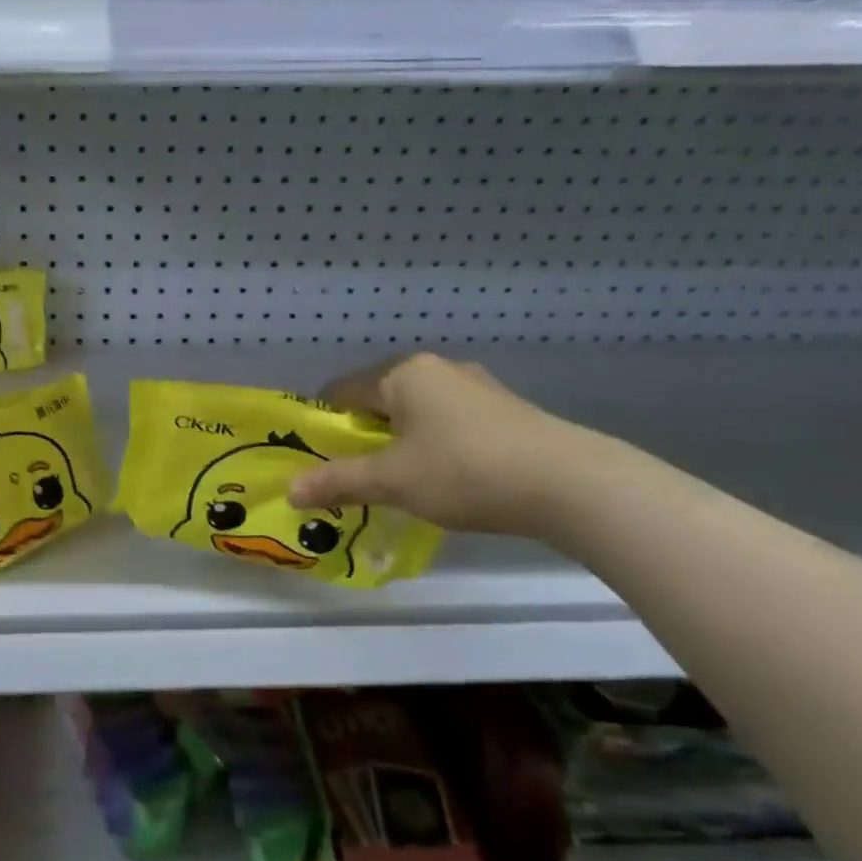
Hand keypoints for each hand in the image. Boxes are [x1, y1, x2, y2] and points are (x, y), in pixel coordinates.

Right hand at [286, 354, 599, 535]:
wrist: (571, 485)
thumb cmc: (465, 471)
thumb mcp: (392, 481)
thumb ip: (338, 482)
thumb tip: (290, 492)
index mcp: (404, 373)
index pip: (342, 391)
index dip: (322, 424)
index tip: (315, 459)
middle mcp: (438, 369)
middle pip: (380, 401)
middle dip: (361, 437)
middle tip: (352, 476)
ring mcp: (476, 387)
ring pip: (416, 413)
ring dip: (398, 444)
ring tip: (397, 483)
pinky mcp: (505, 411)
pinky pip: (448, 423)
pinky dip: (433, 447)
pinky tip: (444, 480)